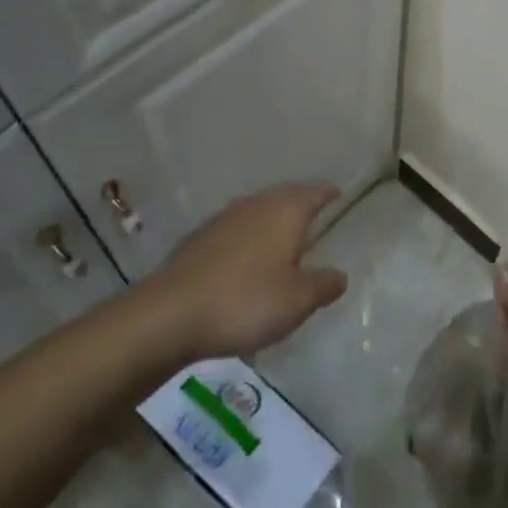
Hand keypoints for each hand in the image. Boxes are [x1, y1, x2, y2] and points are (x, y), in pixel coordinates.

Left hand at [126, 183, 348, 366]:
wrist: (167, 315)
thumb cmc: (245, 301)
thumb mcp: (298, 301)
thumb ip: (324, 285)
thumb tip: (340, 275)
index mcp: (286, 210)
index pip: (315, 192)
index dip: (329, 193)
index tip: (338, 194)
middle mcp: (256, 204)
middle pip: (285, 197)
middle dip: (300, 205)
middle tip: (314, 219)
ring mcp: (223, 219)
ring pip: (257, 212)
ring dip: (271, 223)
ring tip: (282, 242)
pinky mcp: (198, 240)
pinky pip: (234, 231)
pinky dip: (246, 240)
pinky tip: (245, 262)